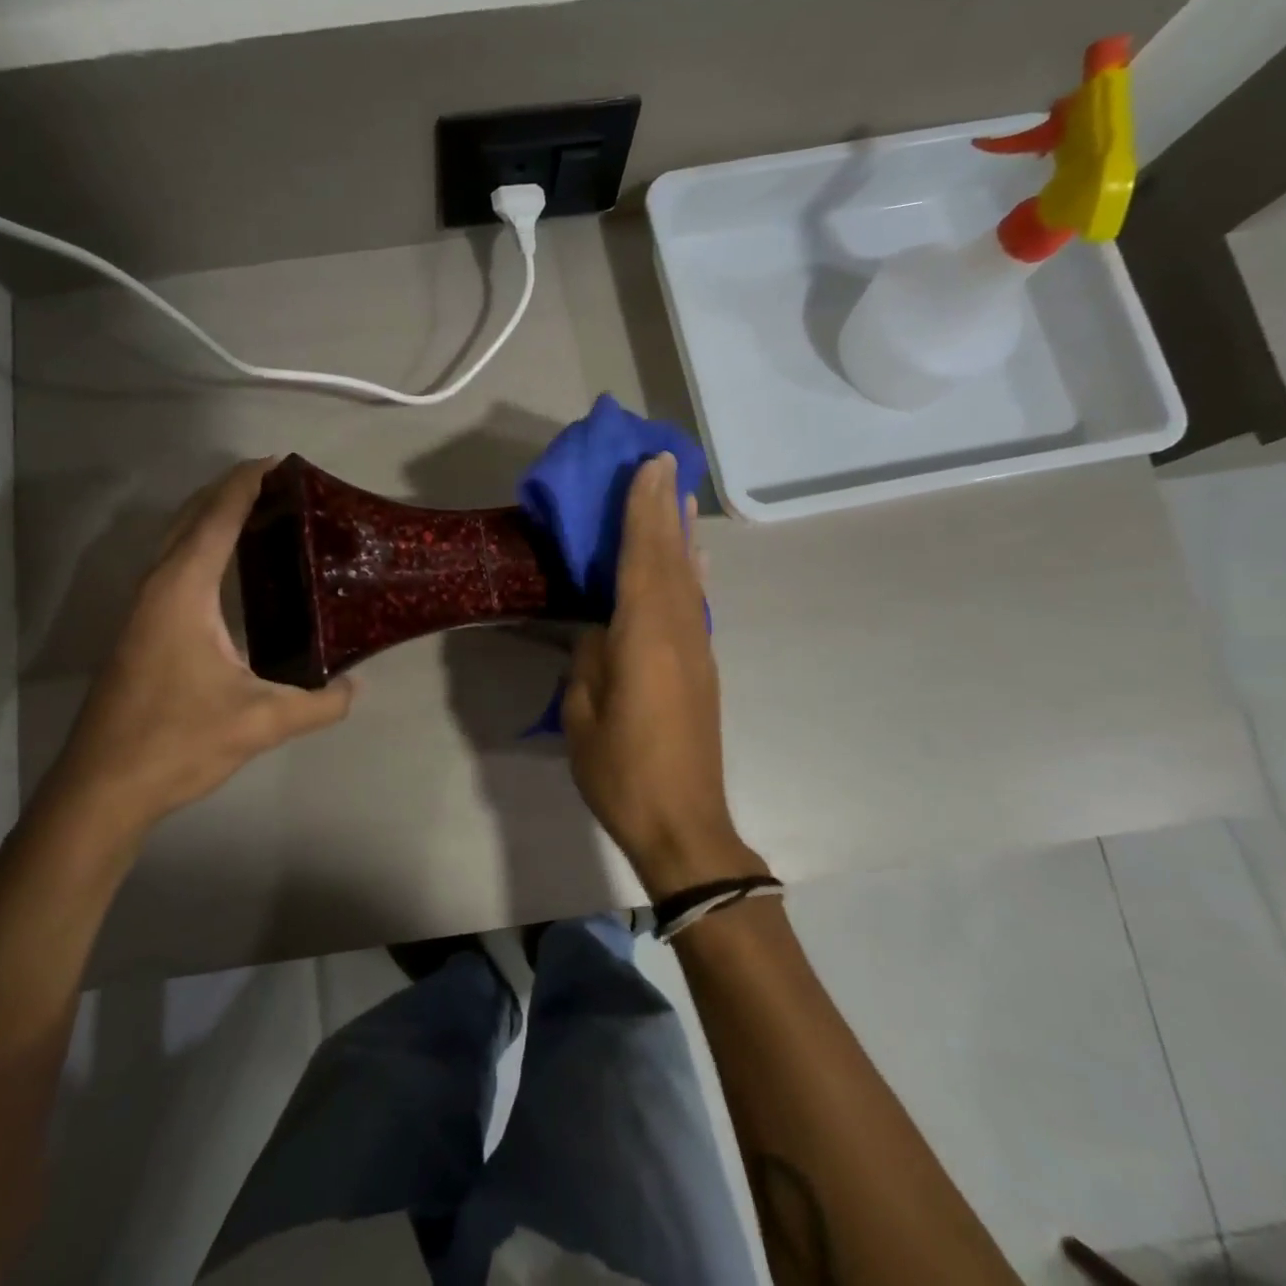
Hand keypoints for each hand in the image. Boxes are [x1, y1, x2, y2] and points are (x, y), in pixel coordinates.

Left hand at [39, 459, 355, 848]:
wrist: (102, 788)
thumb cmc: (177, 742)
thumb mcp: (261, 723)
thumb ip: (318, 703)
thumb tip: (356, 687)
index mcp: (183, 590)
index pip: (217, 517)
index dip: (247, 483)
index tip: (282, 462)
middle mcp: (158, 586)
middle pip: (192, 517)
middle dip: (231, 490)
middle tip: (283, 485)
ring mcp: (143, 608)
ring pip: (178, 540)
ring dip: (214, 516)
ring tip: (263, 515)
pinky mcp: (141, 630)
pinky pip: (175, 566)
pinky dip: (203, 546)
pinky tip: (230, 571)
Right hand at [562, 454, 762, 897]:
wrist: (683, 823)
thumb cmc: (621, 770)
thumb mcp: (583, 713)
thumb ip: (590, 659)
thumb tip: (599, 629)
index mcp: (643, 638)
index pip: (643, 558)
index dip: (643, 510)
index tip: (647, 467)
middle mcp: (678, 632)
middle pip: (670, 558)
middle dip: (665, 507)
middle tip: (663, 462)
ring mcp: (696, 650)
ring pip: (688, 577)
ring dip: (682, 533)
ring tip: (680, 496)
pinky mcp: (702, 668)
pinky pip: (694, 603)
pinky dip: (691, 570)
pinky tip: (692, 559)